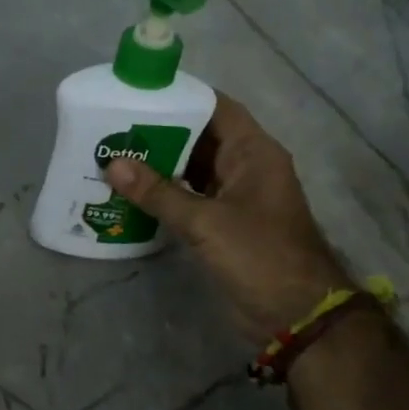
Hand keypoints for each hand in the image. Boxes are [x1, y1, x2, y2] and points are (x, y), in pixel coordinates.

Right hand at [104, 94, 347, 333]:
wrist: (295, 315)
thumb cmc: (258, 256)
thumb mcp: (204, 222)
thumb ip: (158, 192)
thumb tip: (113, 164)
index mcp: (254, 153)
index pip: (216, 109)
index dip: (180, 98)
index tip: (138, 94)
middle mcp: (245, 168)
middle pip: (199, 138)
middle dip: (159, 133)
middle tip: (113, 128)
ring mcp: (235, 197)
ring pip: (192, 170)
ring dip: (158, 166)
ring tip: (113, 157)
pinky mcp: (224, 225)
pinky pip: (189, 198)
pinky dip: (164, 195)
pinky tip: (130, 194)